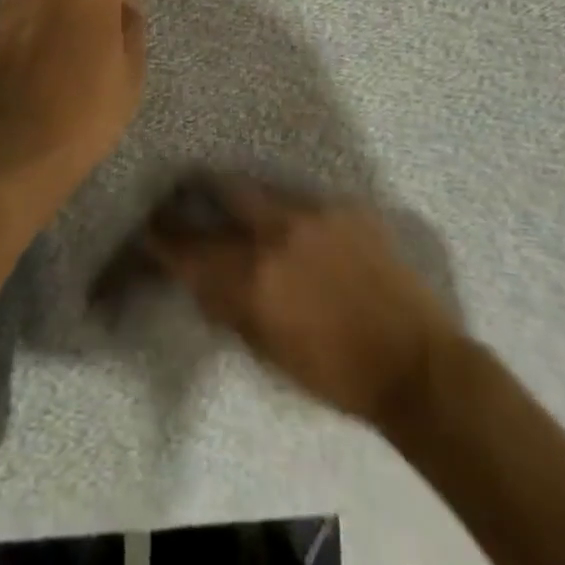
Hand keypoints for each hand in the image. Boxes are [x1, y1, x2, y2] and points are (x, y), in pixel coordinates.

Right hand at [145, 176, 455, 425]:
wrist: (416, 365)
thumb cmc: (337, 375)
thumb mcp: (269, 353)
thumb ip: (230, 308)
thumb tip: (202, 279)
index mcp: (253, 277)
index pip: (190, 248)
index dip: (162, 237)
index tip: (149, 228)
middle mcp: (276, 232)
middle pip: (221, 189)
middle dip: (197, 189)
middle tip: (187, 191)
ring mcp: (313, 212)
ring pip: (261, 189)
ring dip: (245, 198)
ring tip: (243, 206)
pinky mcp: (344, 206)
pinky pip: (303, 200)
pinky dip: (290, 212)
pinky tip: (300, 229)